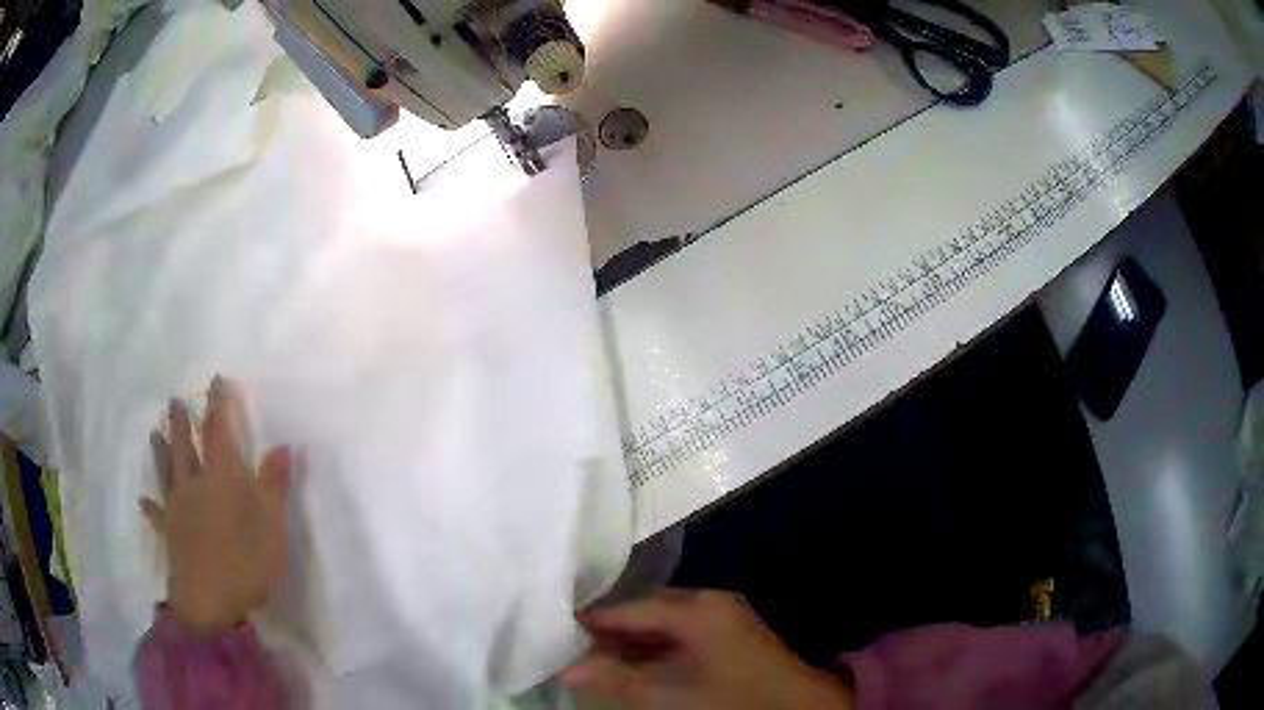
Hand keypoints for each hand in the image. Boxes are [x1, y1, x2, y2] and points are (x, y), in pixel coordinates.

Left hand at [141, 377, 289, 633]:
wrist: (208, 605)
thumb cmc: (244, 564)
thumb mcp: (271, 528)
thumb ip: (274, 486)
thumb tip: (282, 445)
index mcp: (220, 479)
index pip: (218, 431)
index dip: (218, 404)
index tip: (215, 379)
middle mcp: (193, 485)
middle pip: (185, 446)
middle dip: (182, 422)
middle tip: (174, 400)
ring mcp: (177, 509)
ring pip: (167, 472)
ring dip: (160, 450)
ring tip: (154, 431)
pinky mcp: (169, 534)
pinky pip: (157, 515)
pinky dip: (150, 507)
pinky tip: (143, 501)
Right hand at [565, 589, 854, 709]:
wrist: (798, 709)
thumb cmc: (732, 701)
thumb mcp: (669, 695)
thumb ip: (617, 679)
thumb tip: (570, 670)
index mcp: (698, 609)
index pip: (632, 607)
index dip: (595, 619)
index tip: (560, 627)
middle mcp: (711, 601)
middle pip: (647, 609)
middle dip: (612, 630)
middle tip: (576, 646)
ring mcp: (724, 616)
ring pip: (664, 621)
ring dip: (633, 640)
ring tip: (597, 657)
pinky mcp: (730, 632)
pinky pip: (681, 631)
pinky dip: (656, 646)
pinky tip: (635, 663)